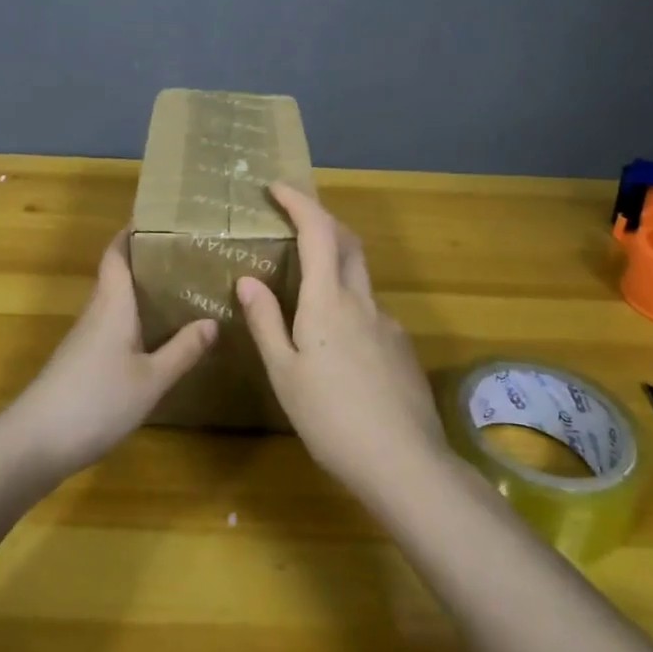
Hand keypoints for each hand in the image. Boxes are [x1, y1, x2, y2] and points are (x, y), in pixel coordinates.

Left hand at [6, 230, 217, 479]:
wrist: (35, 443)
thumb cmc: (96, 400)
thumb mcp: (151, 379)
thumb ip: (182, 350)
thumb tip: (212, 321)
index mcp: (112, 303)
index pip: (117, 253)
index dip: (133, 232)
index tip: (161, 218)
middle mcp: (97, 311)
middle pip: (119, 274)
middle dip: (149, 260)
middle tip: (189, 254)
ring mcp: (86, 338)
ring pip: (117, 301)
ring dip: (144, 292)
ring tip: (184, 290)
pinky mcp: (82, 361)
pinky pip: (114, 326)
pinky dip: (137, 320)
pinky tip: (159, 336)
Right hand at [237, 184, 448, 495]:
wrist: (404, 463)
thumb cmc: (331, 418)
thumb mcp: (284, 373)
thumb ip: (266, 322)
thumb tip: (248, 279)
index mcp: (328, 300)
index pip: (318, 230)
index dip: (299, 202)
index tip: (278, 187)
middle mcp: (362, 301)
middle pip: (347, 242)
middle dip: (322, 220)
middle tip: (294, 220)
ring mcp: (388, 323)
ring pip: (359, 277)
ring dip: (335, 263)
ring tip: (307, 290)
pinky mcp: (401, 348)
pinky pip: (370, 311)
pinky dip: (349, 304)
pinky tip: (336, 343)